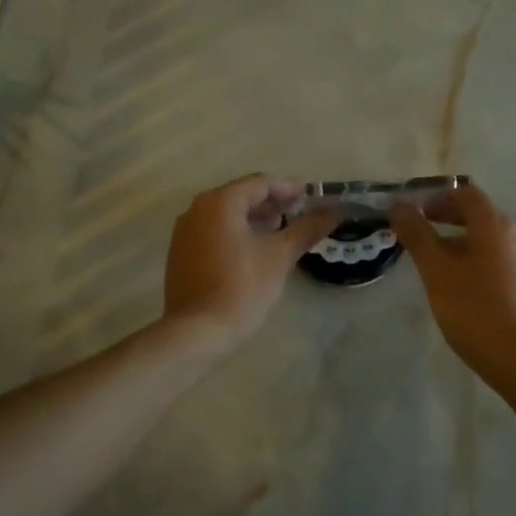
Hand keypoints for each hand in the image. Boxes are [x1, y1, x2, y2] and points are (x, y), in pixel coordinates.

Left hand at [163, 175, 339, 347]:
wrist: (197, 332)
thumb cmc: (242, 287)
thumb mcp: (280, 256)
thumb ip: (307, 229)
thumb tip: (335, 211)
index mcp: (220, 202)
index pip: (260, 183)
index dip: (288, 189)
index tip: (311, 200)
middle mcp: (197, 209)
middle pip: (241, 195)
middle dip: (271, 203)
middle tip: (297, 215)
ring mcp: (184, 231)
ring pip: (225, 214)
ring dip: (253, 218)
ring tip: (279, 233)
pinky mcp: (180, 253)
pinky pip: (213, 231)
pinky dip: (235, 232)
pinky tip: (253, 251)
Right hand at [392, 184, 515, 387]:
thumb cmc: (476, 311)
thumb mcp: (437, 272)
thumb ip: (417, 235)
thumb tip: (398, 204)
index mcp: (495, 225)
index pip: (466, 193)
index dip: (437, 197)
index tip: (414, 212)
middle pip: (479, 214)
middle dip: (447, 219)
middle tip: (420, 234)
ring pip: (489, 240)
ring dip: (460, 242)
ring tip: (436, 264)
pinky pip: (500, 261)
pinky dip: (477, 261)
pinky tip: (463, 288)